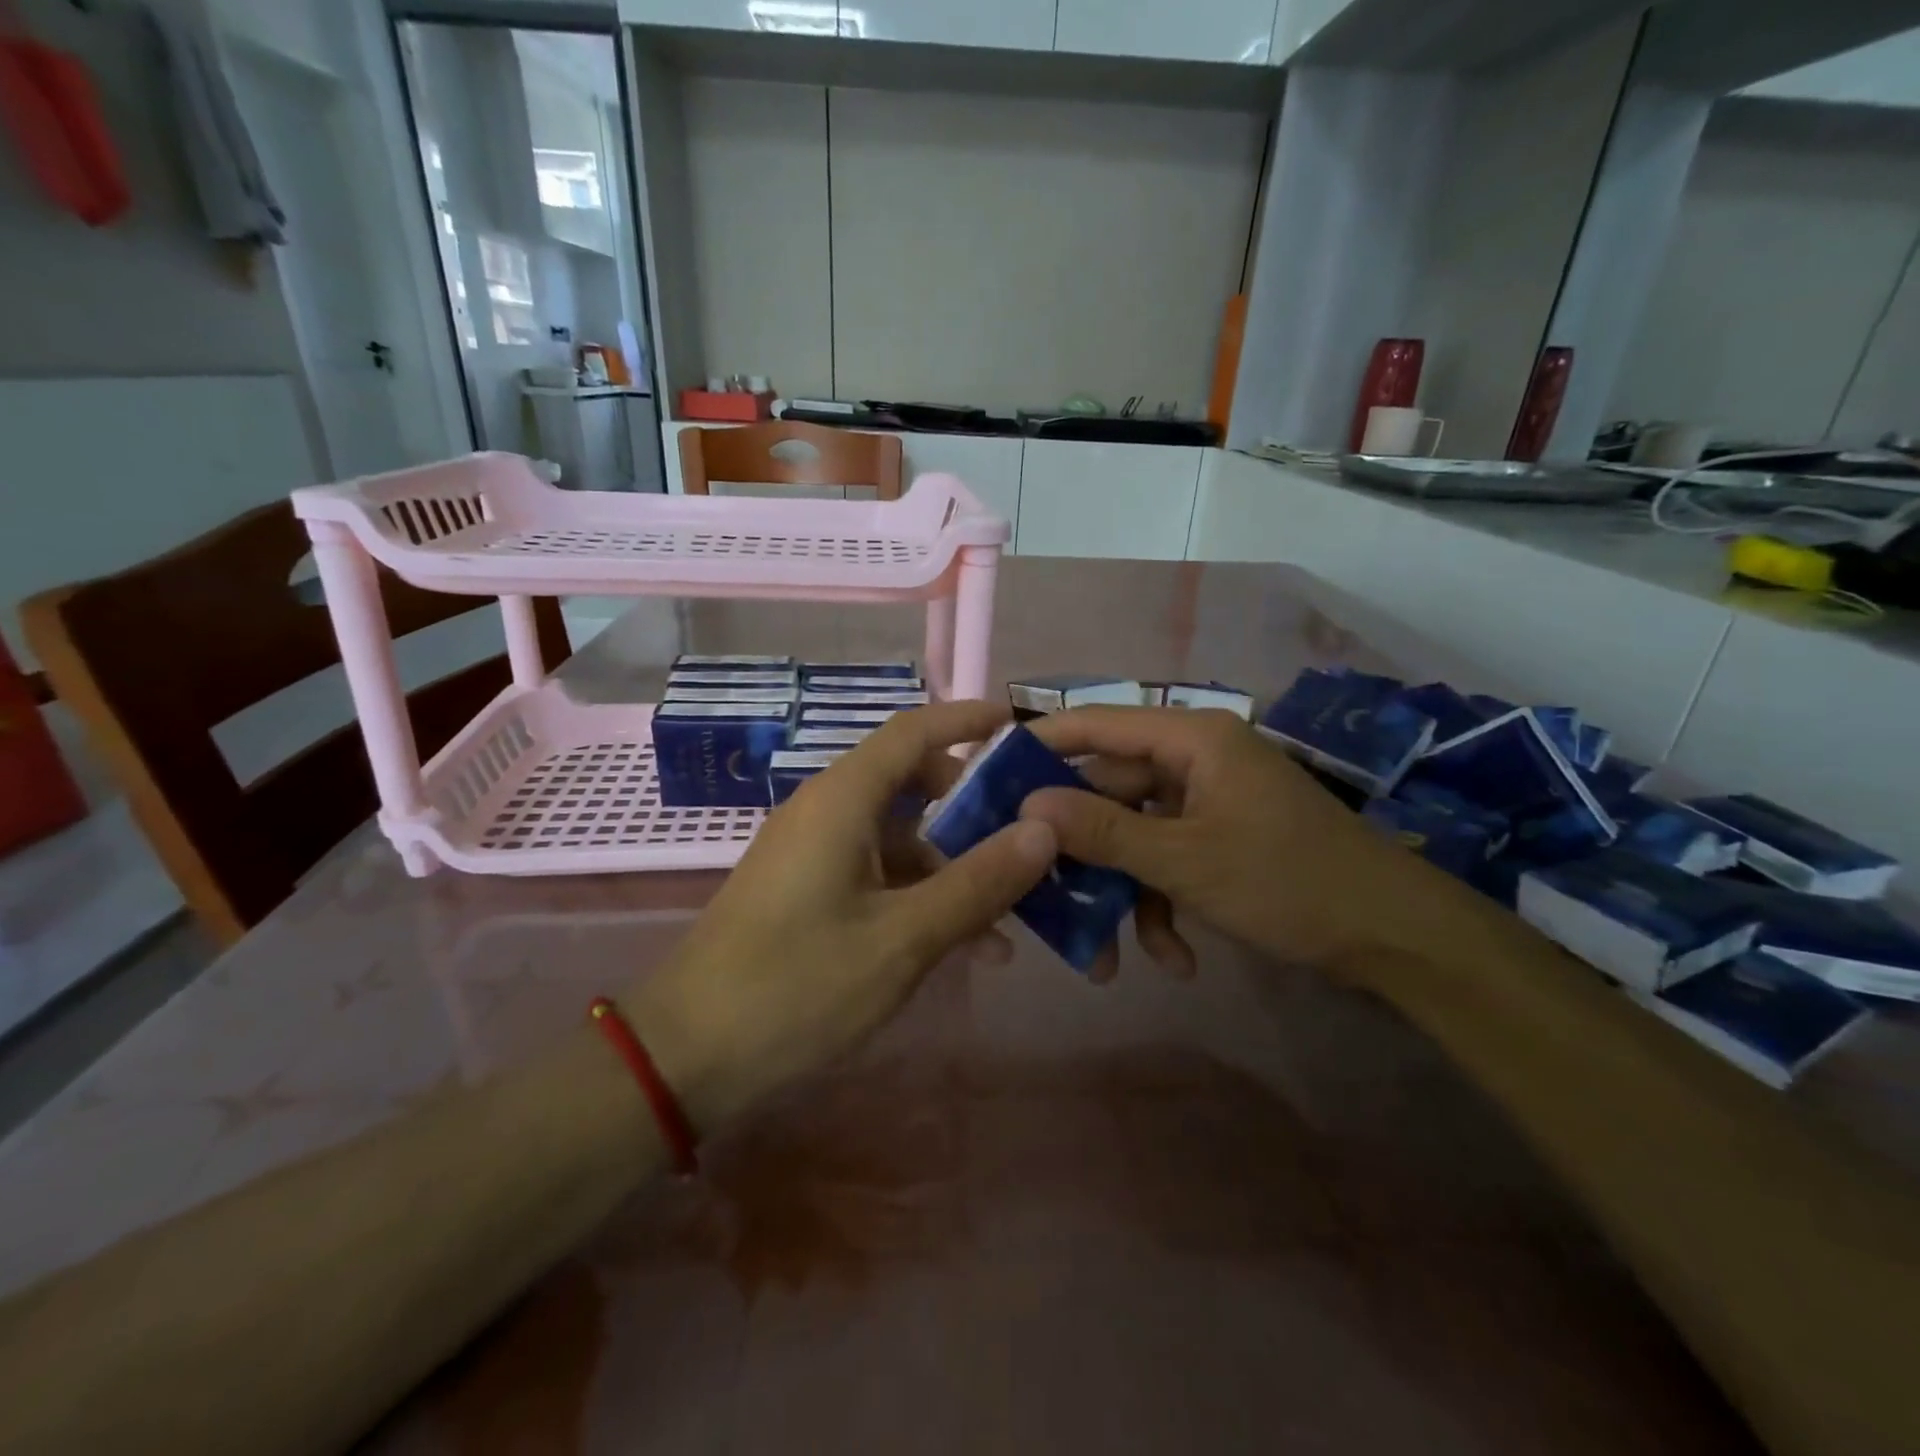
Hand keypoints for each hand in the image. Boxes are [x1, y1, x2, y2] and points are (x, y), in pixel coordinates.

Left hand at [627, 701, 1056, 1133]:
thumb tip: (1044, 829)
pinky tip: (964, 945)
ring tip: (1010, 914)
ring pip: (900, 834)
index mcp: (843, 798)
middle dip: (974, 807)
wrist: (685, 1056)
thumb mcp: (903, 939)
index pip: (915, 731)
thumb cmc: (797, 987)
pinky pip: (877, 871)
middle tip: (1029, 837)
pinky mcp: (806, 889)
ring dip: (953, 864)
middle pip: (913, 782)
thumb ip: (978, 883)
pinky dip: (921, 893)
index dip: (969, 720)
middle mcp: (826, 810)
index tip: (1022, 726)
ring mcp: (813, 851)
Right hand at [1021, 708, 1501, 981]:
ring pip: (1135, 837)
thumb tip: (1028, 805)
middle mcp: (1193, 760)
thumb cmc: (1288, 881)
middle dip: (1082, 853)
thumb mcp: (1185, 859)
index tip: (990, 779)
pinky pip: (1168, 861)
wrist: (1395, 937)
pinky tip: (1174, 958)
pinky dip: (1162, 906)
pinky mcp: (1219, 839)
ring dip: (1122, 895)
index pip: (1095, 725)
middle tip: (1036, 891)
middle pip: (1109, 793)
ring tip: (1108, 959)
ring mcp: (1207, 802)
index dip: (1040, 747)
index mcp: (1190, 740)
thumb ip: (1104, 830)